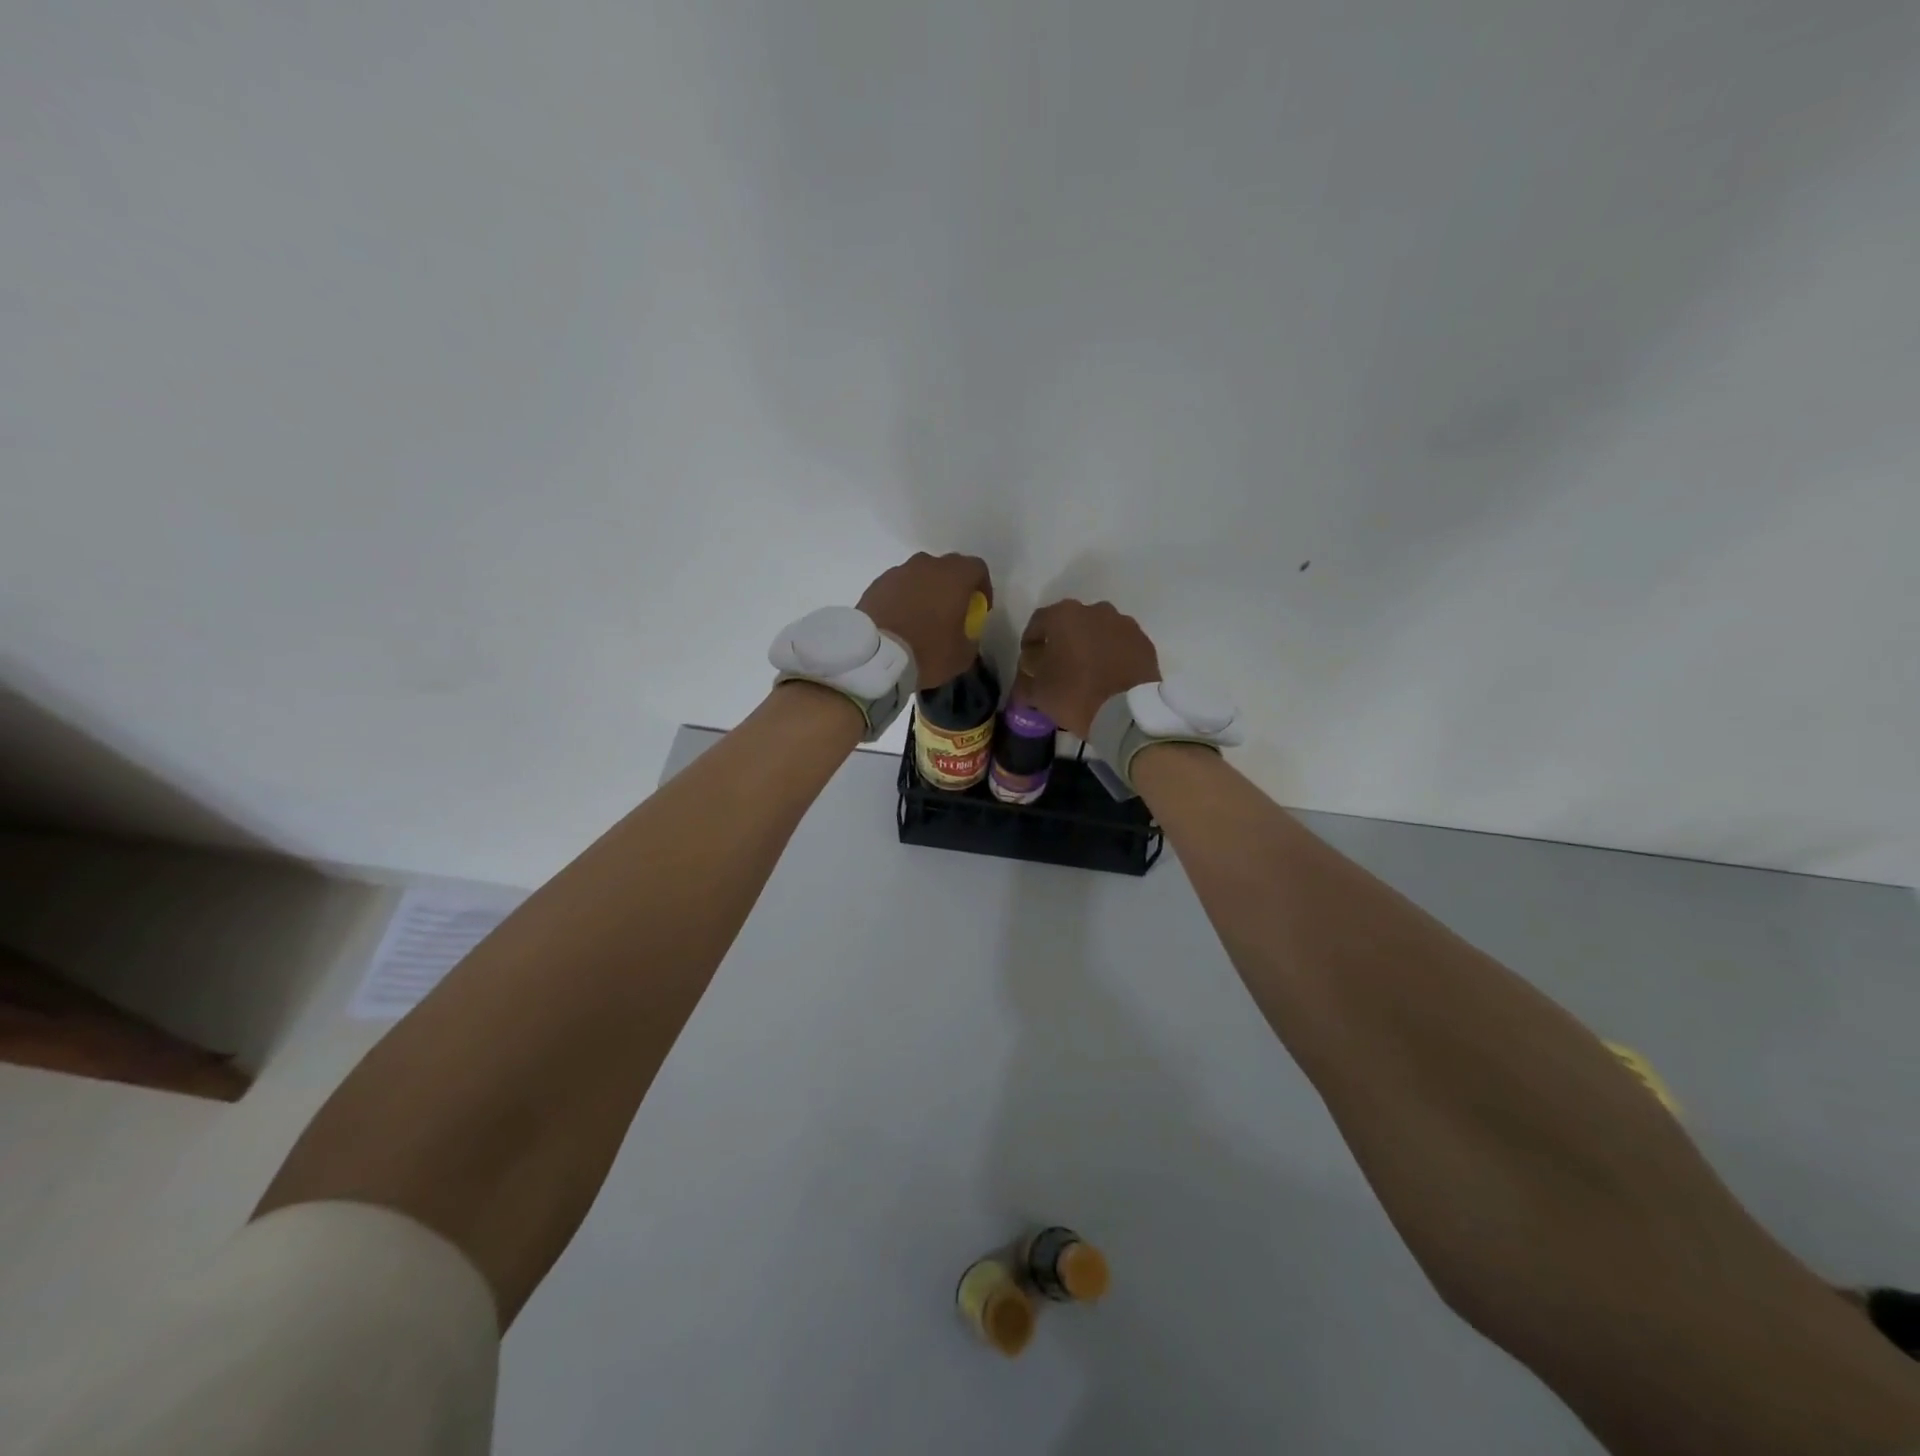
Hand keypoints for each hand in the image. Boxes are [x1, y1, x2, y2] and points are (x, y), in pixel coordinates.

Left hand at [858, 552, 993, 687]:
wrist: (875, 657)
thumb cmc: (927, 652)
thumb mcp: (962, 655)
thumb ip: (971, 638)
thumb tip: (966, 635)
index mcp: (954, 577)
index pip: (977, 568)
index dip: (982, 587)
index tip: (978, 608)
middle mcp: (927, 565)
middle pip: (947, 568)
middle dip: (953, 586)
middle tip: (951, 611)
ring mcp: (899, 572)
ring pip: (920, 575)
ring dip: (926, 591)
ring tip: (922, 617)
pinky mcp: (877, 584)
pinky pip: (898, 586)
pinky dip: (903, 598)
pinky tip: (900, 620)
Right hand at [1019, 599, 1161, 737]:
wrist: (1128, 713)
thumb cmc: (1074, 695)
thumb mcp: (1037, 692)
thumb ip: (1026, 677)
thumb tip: (1028, 673)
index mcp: (1063, 615)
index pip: (1037, 623)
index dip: (1030, 644)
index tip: (1029, 665)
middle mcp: (1095, 610)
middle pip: (1070, 624)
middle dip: (1062, 643)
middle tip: (1057, 669)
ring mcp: (1124, 624)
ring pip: (1098, 632)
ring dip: (1089, 648)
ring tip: (1086, 674)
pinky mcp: (1144, 642)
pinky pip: (1120, 645)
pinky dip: (1112, 656)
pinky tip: (1108, 678)